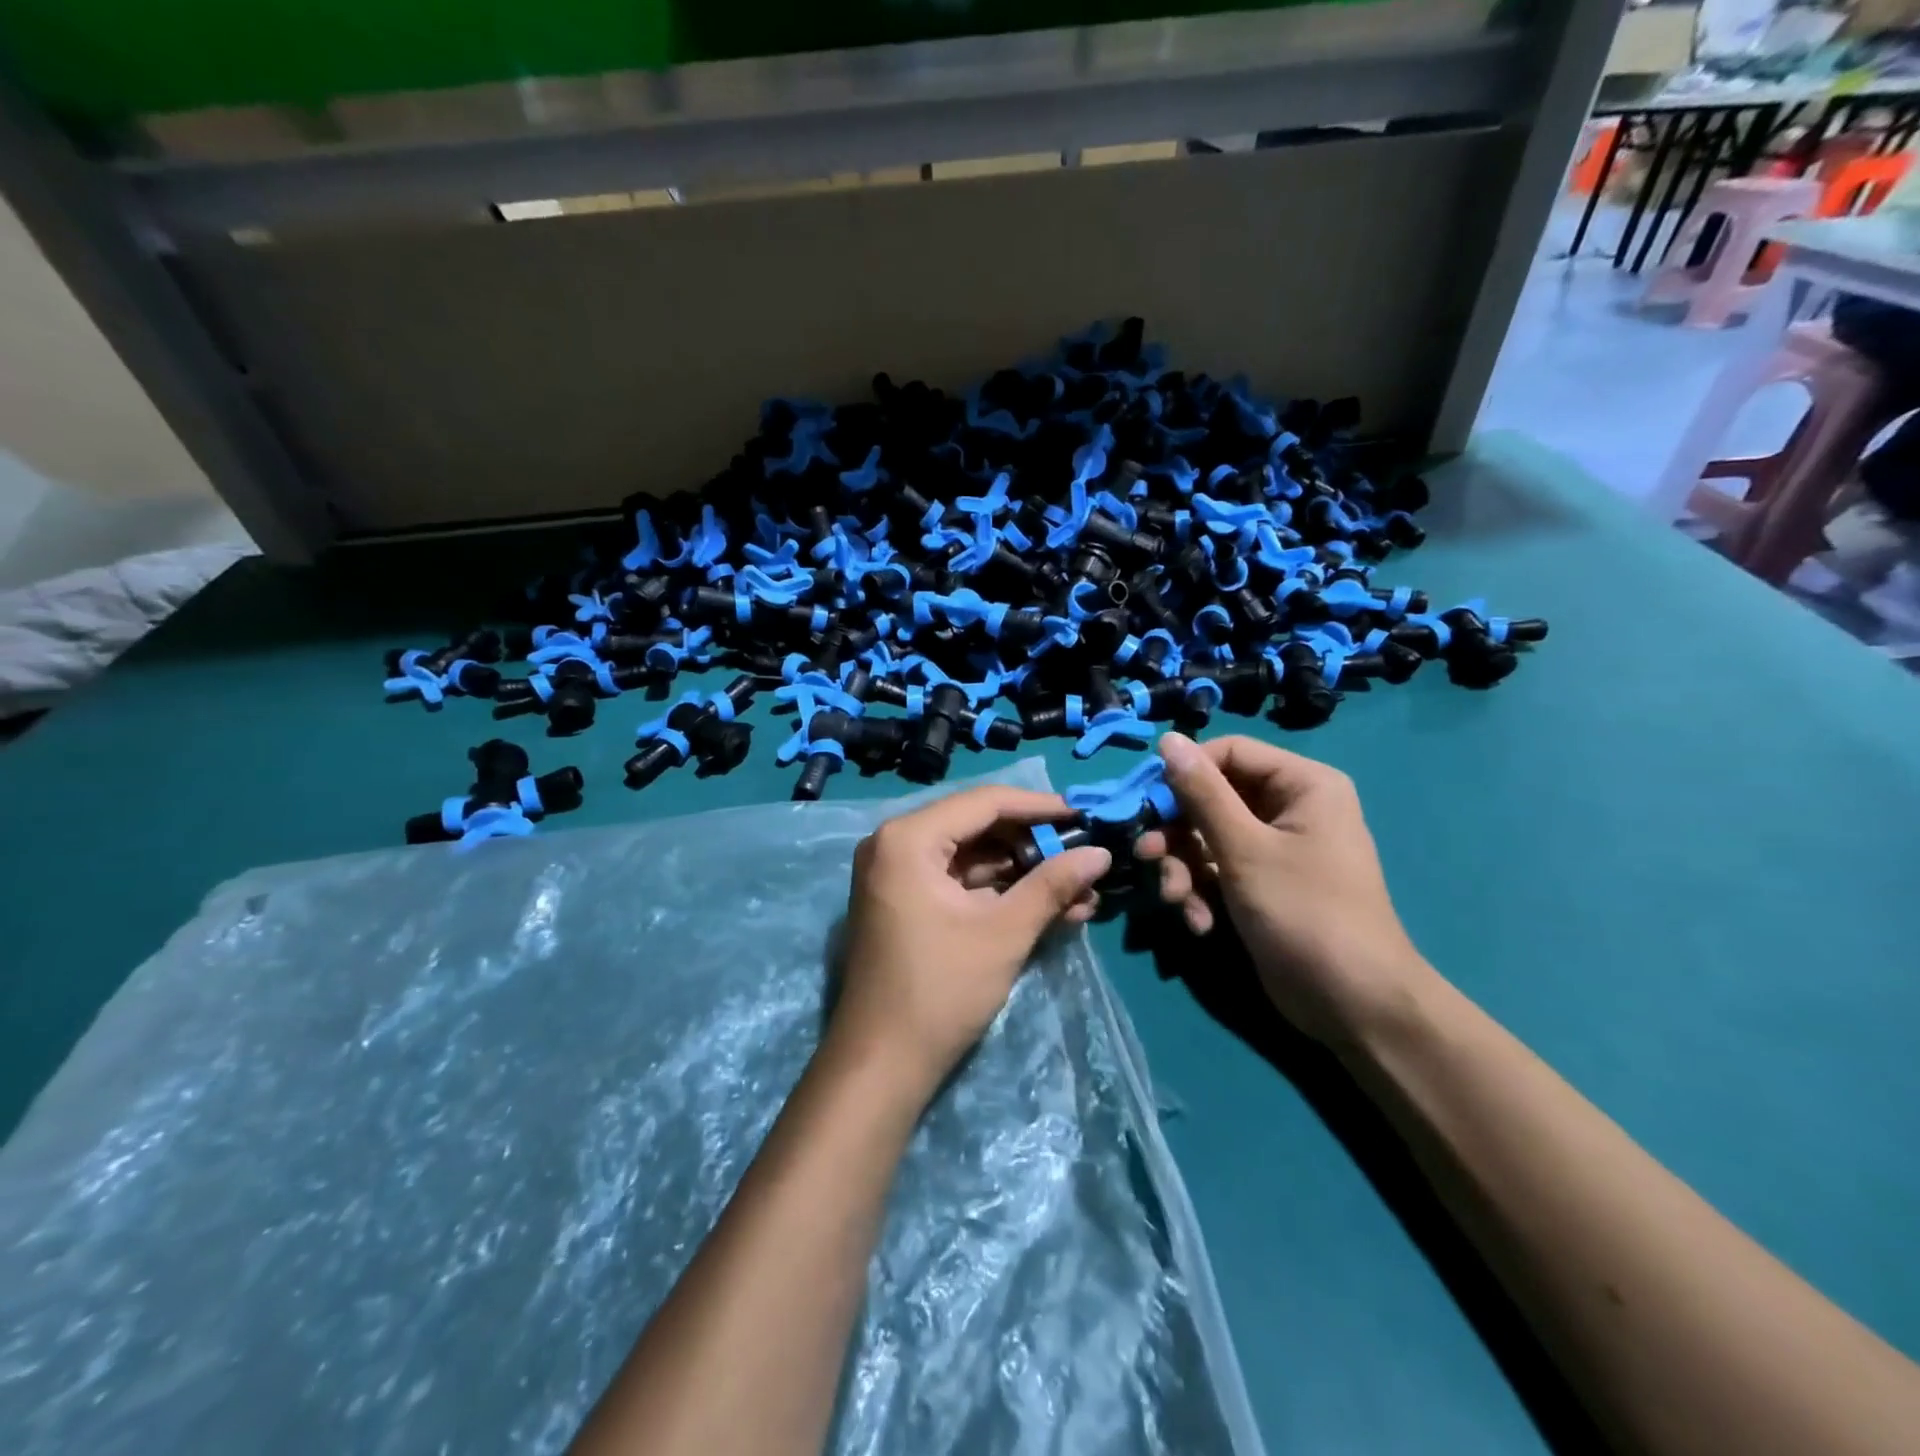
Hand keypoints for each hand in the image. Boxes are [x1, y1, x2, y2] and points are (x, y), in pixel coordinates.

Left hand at [831, 786, 1110, 1103]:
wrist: (881, 1065)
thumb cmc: (940, 991)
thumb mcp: (1004, 933)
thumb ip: (1052, 885)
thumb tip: (1103, 853)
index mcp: (909, 838)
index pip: (984, 802)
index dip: (1039, 808)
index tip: (1085, 817)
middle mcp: (895, 843)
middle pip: (978, 827)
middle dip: (1035, 845)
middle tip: (1085, 857)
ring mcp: (897, 874)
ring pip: (972, 856)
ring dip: (1024, 873)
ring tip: (1081, 890)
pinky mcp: (905, 902)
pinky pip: (959, 882)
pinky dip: (1000, 892)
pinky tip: (1050, 907)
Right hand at [1135, 733, 1431, 1044]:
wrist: (1353, 1005)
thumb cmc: (1304, 912)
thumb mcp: (1245, 849)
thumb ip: (1202, 793)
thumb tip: (1168, 739)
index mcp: (1301, 784)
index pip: (1228, 753)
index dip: (1184, 774)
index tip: (1147, 803)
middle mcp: (1289, 808)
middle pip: (1212, 798)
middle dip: (1178, 833)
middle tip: (1148, 856)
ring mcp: (1274, 849)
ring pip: (1207, 838)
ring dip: (1184, 869)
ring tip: (1176, 900)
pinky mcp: (1261, 884)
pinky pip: (1218, 871)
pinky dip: (1202, 893)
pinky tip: (1200, 923)